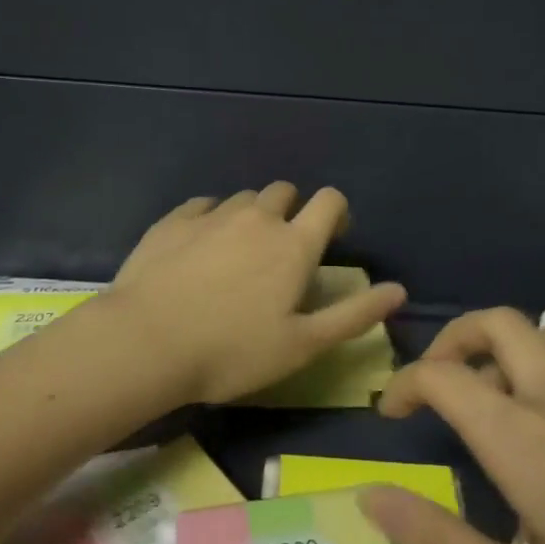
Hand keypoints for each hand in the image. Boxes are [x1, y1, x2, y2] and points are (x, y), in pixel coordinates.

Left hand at [102, 183, 407, 405]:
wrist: (145, 342)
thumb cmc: (232, 351)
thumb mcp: (302, 345)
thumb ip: (354, 314)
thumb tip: (399, 290)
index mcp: (294, 244)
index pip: (330, 200)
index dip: (336, 212)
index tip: (330, 238)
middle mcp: (257, 217)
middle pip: (285, 192)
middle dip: (290, 213)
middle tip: (279, 254)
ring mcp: (213, 214)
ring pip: (243, 199)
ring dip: (250, 217)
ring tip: (235, 257)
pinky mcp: (174, 220)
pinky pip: (203, 206)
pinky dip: (210, 220)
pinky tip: (197, 251)